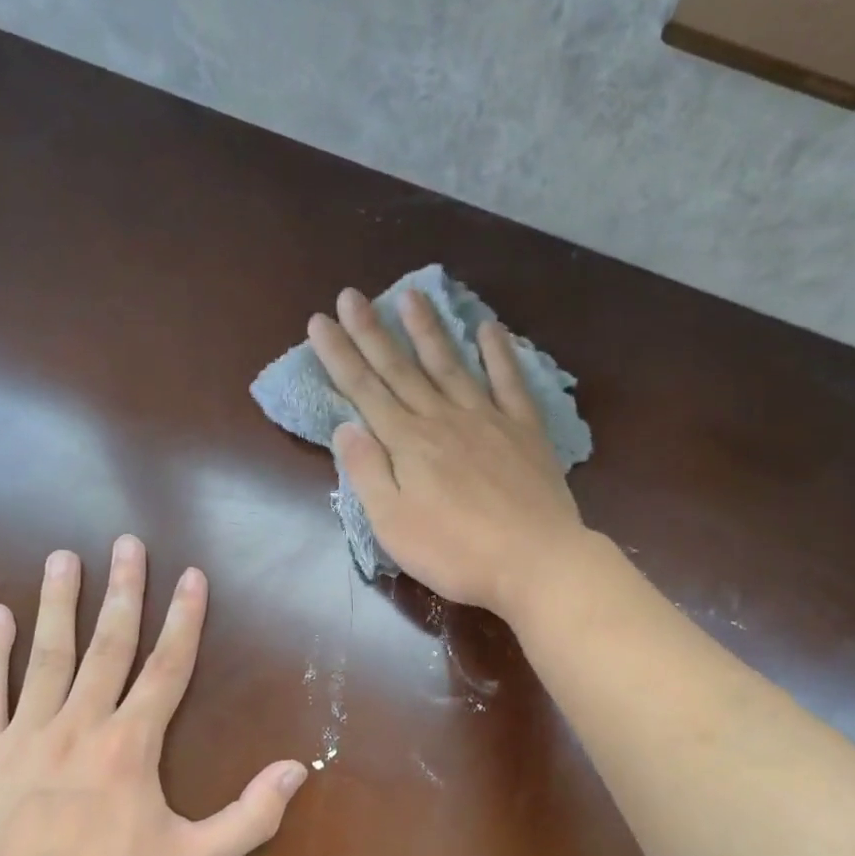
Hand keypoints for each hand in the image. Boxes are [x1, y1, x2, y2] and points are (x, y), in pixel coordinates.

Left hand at [0, 535, 307, 855]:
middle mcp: (81, 724)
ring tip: (64, 557)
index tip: (191, 575)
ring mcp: (26, 734)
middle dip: (124, 590)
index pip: (167, 667)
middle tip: (127, 543)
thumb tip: (298, 770)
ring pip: (47, 655)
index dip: (183, 618)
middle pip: (109, 644)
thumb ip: (250, 816)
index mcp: (132, 745)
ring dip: (59, 602)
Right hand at [309, 287, 588, 617]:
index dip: (340, 355)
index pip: (364, 391)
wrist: (535, 561)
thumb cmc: (455, 552)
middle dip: (372, 332)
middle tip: (351, 295)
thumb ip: (367, 472)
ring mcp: (487, 420)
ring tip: (411, 294)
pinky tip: (489, 328)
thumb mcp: (393, 524)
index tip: (320, 321)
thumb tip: (345, 425)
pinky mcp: (524, 431)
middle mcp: (443, 419)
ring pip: (450, 365)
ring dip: (428, 330)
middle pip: (401, 369)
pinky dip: (499, 353)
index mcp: (407, 444)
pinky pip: (510, 382)